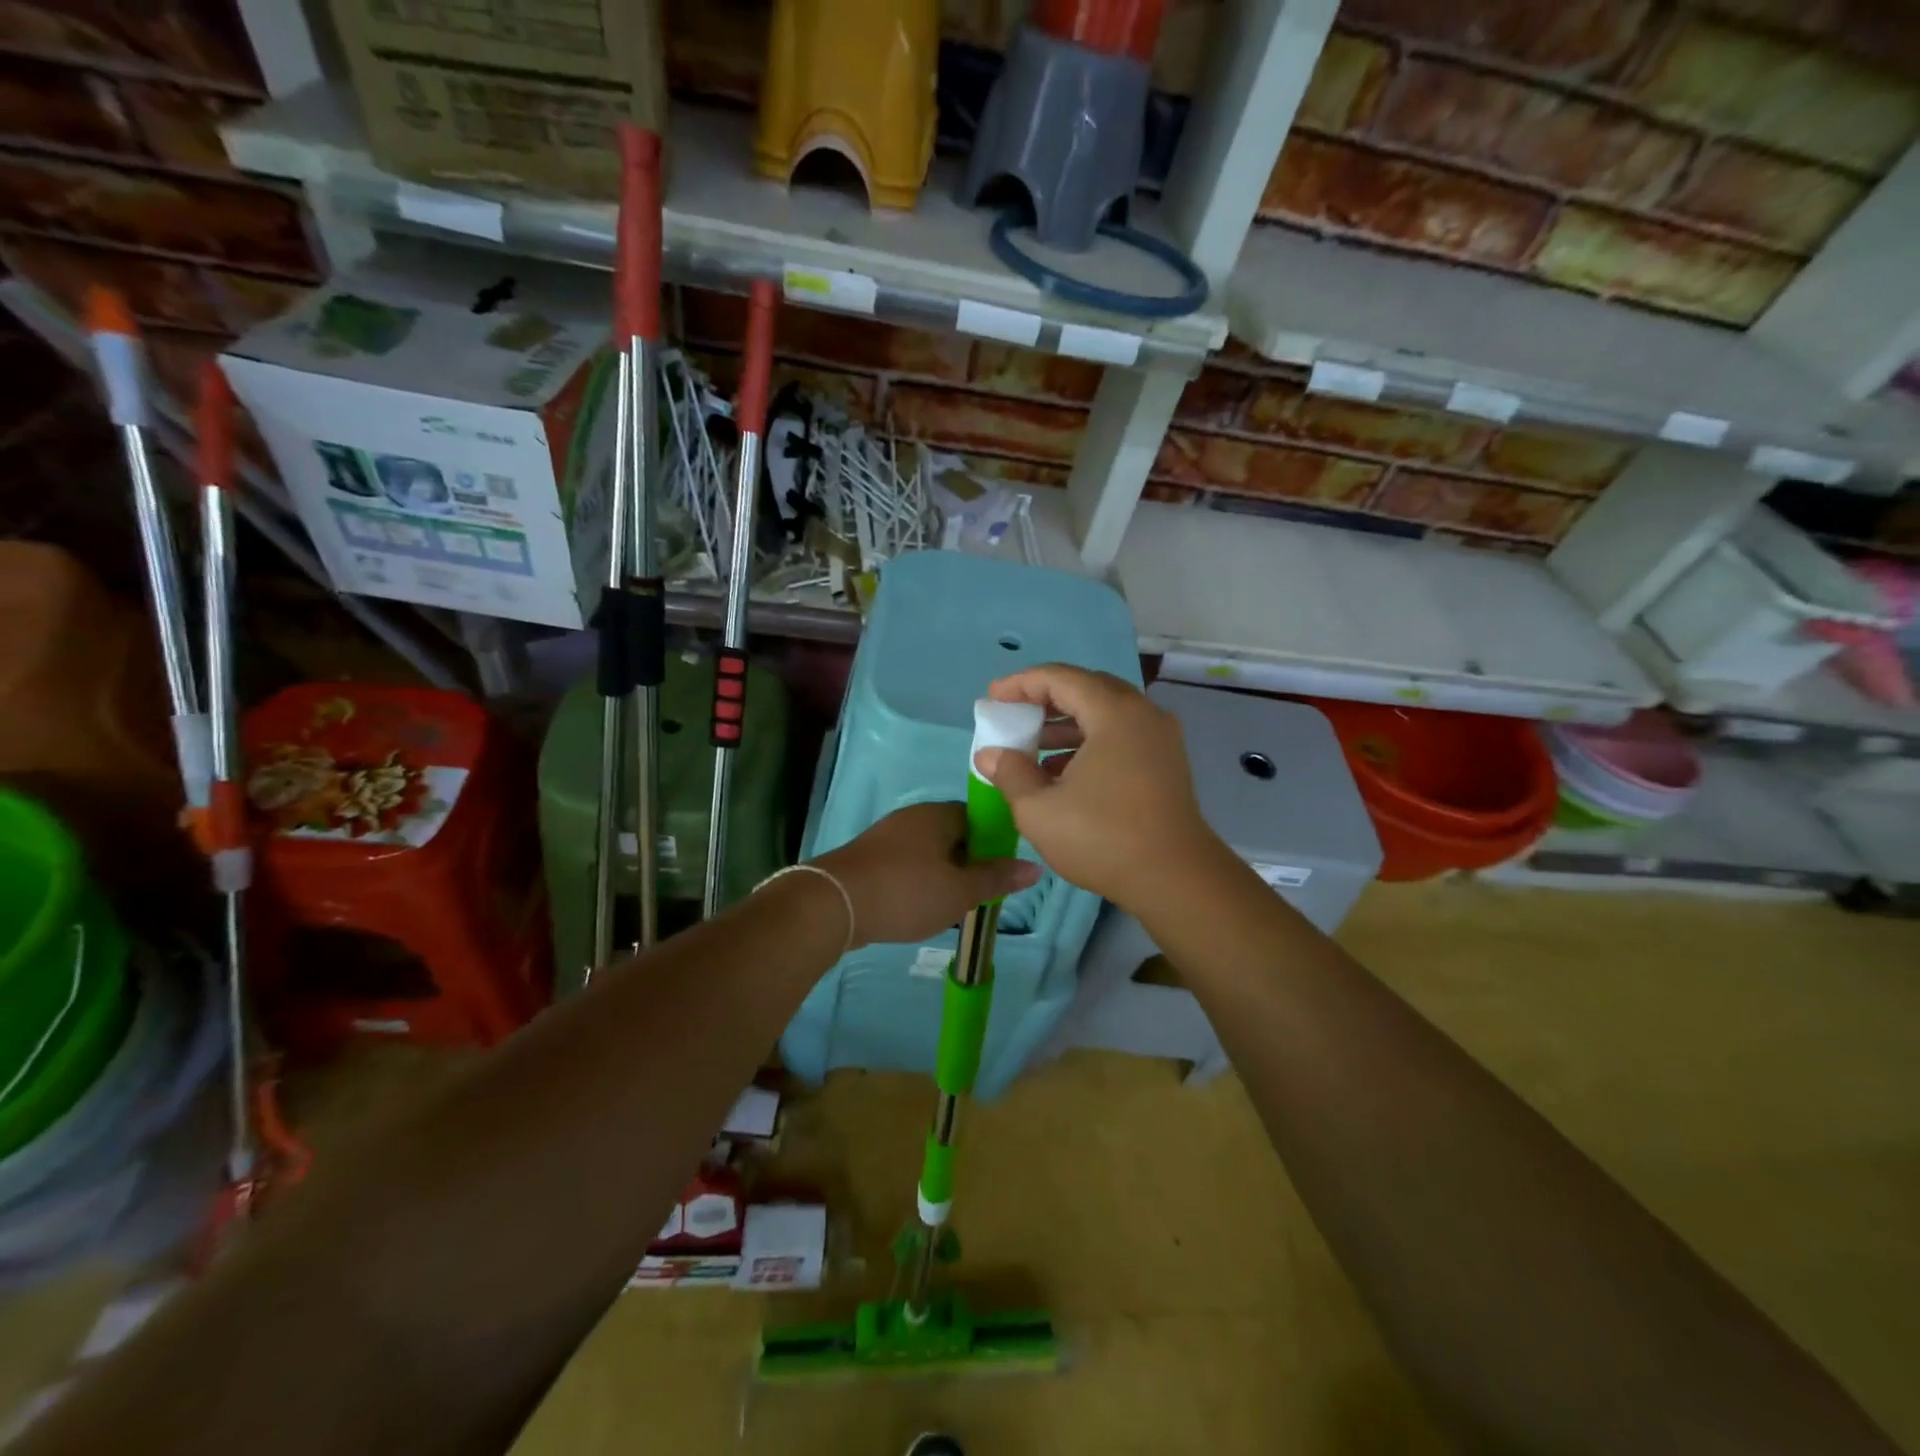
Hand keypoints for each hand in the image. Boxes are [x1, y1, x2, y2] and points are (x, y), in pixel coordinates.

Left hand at [813, 802, 1039, 948]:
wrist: (833, 904)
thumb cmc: (906, 892)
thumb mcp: (960, 891)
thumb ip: (996, 878)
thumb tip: (1034, 867)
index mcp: (938, 815)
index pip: (978, 817)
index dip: (994, 842)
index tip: (1001, 871)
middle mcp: (912, 817)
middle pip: (952, 834)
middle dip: (968, 861)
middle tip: (980, 893)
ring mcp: (886, 836)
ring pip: (928, 851)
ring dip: (942, 873)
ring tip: (952, 904)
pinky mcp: (868, 858)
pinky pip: (905, 864)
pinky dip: (917, 881)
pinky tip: (919, 905)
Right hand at [973, 665, 1217, 911]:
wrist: (1176, 879)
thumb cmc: (1103, 838)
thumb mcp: (1039, 809)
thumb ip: (1010, 773)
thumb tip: (989, 754)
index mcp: (1114, 713)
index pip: (1060, 678)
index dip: (1021, 683)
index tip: (993, 697)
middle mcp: (1142, 713)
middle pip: (1086, 689)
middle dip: (1044, 699)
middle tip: (1012, 714)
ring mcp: (1159, 738)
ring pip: (1104, 714)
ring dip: (1065, 723)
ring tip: (1030, 746)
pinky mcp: (1166, 762)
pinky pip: (1120, 735)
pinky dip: (1088, 742)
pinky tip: (1061, 772)